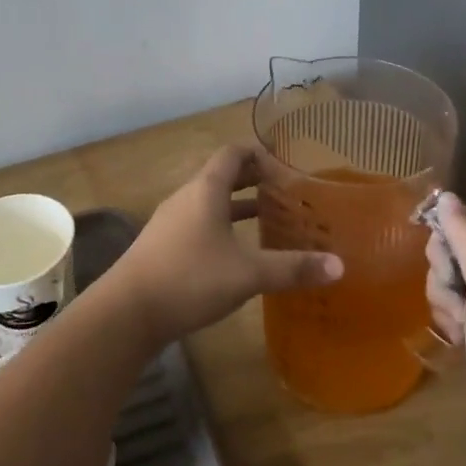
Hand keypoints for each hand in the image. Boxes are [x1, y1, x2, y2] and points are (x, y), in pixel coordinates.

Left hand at [105, 145, 341, 346]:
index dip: (259, 153)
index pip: (233, 153)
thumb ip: (292, 268)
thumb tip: (339, 265)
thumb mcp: (247, 274)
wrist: (126, 312)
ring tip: (268, 220)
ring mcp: (170, 222)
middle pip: (222, 176)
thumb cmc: (189, 278)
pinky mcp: (162, 247)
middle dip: (253, 181)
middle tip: (285, 193)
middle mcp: (186, 198)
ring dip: (237, 207)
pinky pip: (198, 224)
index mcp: (206, 190)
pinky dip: (221, 228)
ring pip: (209, 203)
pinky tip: (236, 255)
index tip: (285, 165)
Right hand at [425, 193, 465, 459]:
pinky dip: (451, 319)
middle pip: (451, 248)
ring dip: (445, 301)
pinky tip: (461, 339)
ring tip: (463, 328)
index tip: (446, 269)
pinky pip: (453, 303)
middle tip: (460, 302)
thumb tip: (445, 196)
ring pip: (447, 277)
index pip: (463, 218)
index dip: (445, 240)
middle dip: (444, 275)